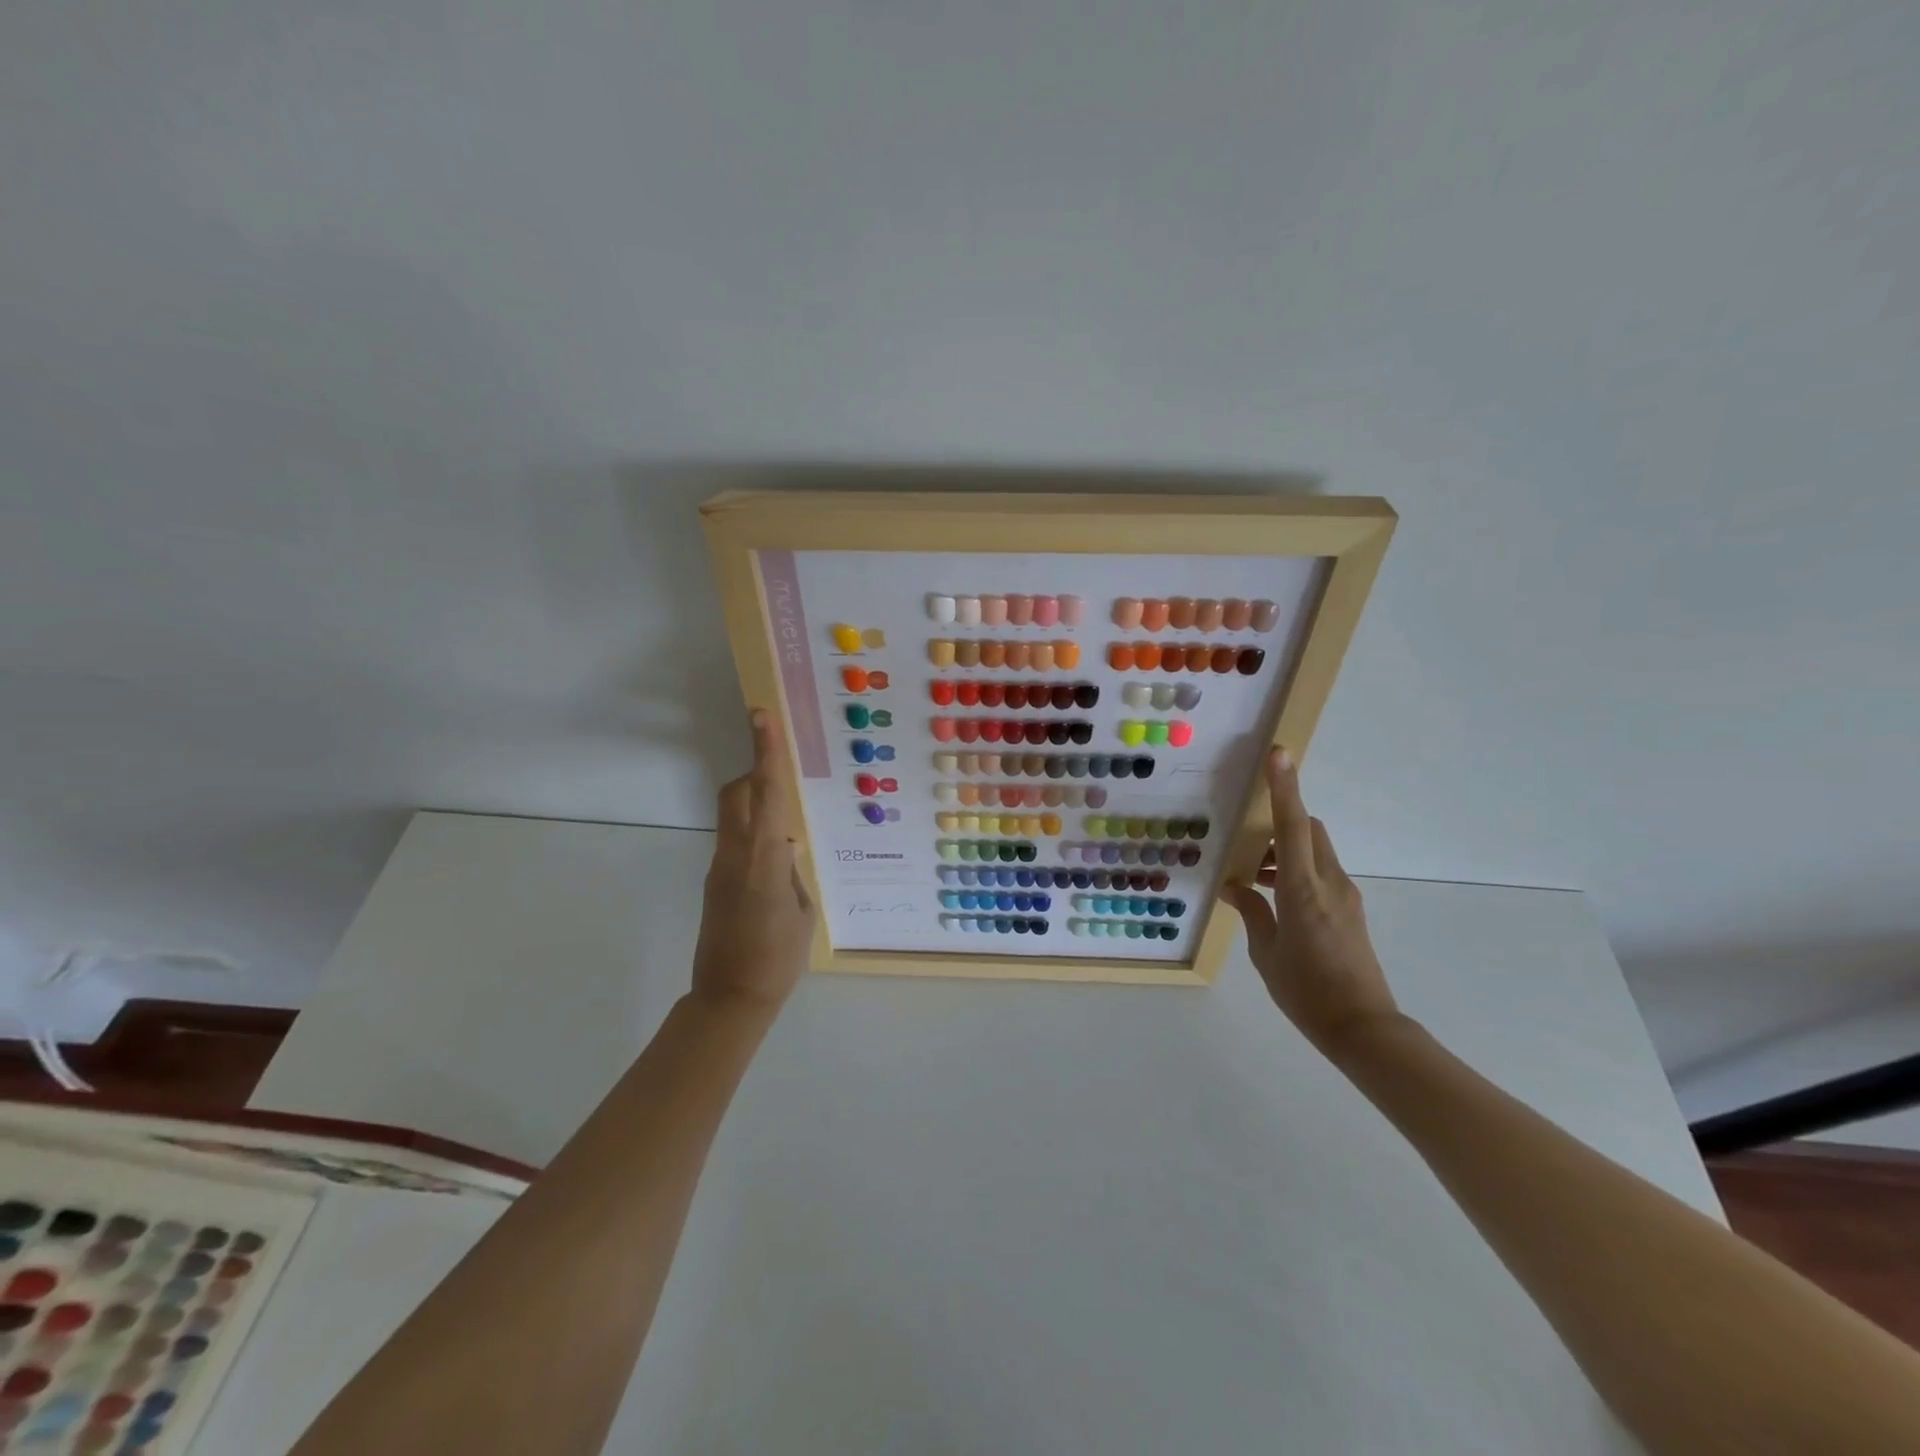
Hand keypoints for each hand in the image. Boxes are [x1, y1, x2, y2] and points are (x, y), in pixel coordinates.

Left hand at [690, 710, 815, 1009]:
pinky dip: (754, 836)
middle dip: (756, 775)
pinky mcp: (714, 883)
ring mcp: (719, 868)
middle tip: (781, 777)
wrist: (729, 998)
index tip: (761, 716)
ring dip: (755, 806)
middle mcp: (735, 855)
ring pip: (733, 817)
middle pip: (737, 795)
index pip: (765, 794)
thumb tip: (785, 848)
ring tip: (787, 827)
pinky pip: (735, 843)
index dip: (765, 753)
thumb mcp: (801, 912)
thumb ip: (792, 873)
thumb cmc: (778, 958)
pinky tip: (776, 863)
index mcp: (763, 859)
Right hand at [1223, 748, 1399, 1053]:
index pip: (1292, 827)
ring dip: (1286, 851)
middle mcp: (1330, 883)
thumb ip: (1252, 911)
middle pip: (1308, 830)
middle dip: (1280, 823)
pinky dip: (1297, 871)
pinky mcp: (1350, 909)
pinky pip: (1321, 872)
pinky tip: (1275, 900)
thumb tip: (1236, 887)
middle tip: (1248, 846)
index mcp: (1303, 890)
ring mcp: (1345, 895)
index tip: (1279, 754)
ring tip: (1256, 881)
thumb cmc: (1305, 991)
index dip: (1285, 788)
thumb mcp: (1266, 952)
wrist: (1363, 1028)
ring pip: (1315, 850)